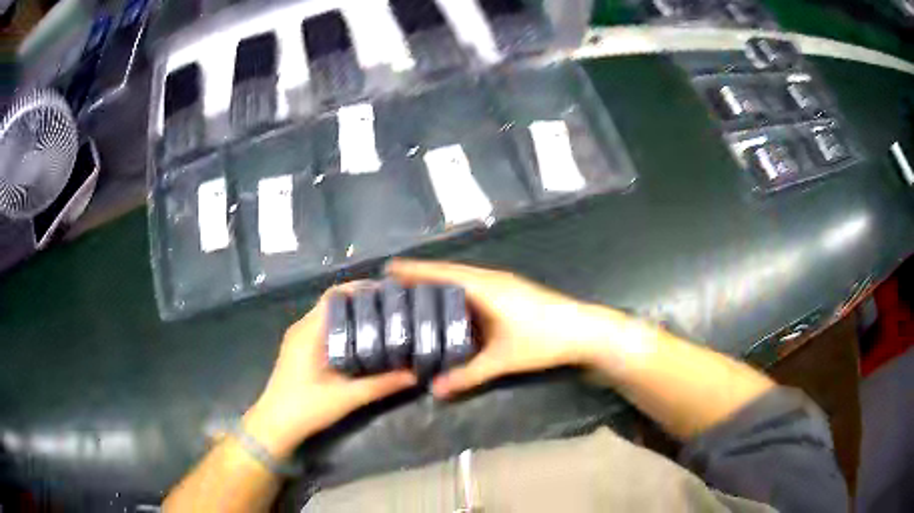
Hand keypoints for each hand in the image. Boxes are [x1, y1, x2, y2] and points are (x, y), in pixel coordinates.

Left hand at [243, 291, 416, 459]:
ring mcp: (298, 338)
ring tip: (381, 320)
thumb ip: (380, 385)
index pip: (334, 296)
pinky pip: (323, 328)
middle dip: (360, 301)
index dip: (360, 289)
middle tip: (391, 307)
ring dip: (351, 314)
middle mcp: (302, 328)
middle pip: (332, 303)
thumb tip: (414, 374)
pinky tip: (361, 340)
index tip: (386, 293)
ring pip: (327, 316)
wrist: (274, 425)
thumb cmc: (306, 408)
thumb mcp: (346, 398)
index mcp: (309, 331)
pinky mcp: (298, 349)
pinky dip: (342, 327)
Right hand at [387, 260, 632, 398]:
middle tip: (395, 285)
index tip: (388, 268)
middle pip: (450, 272)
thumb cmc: (543, 340)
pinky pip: (476, 287)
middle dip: (423, 276)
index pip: (442, 273)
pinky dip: (458, 293)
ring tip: (417, 294)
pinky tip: (452, 308)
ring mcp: (504, 284)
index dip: (415, 270)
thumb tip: (434, 390)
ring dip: (441, 283)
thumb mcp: (503, 360)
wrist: (585, 331)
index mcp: (485, 287)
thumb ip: (467, 375)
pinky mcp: (513, 293)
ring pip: (464, 279)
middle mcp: (492, 279)